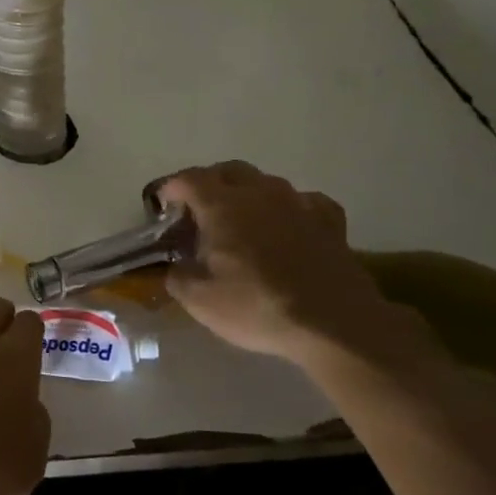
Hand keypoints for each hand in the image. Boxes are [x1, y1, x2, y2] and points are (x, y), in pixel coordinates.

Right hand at [156, 162, 416, 369]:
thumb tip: (175, 266)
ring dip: (247, 195)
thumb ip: (178, 276)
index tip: (162, 207)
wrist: (333, 324)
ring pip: (265, 182)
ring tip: (241, 222)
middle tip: (198, 212)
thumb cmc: (257, 307)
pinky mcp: (329, 221)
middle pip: (227, 170)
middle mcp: (259, 192)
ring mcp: (298, 203)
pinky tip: (288, 227)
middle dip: (208, 184)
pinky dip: (288, 208)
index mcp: (222, 205)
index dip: (170, 189)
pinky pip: (303, 201)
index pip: (188, 179)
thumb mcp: (200, 301)